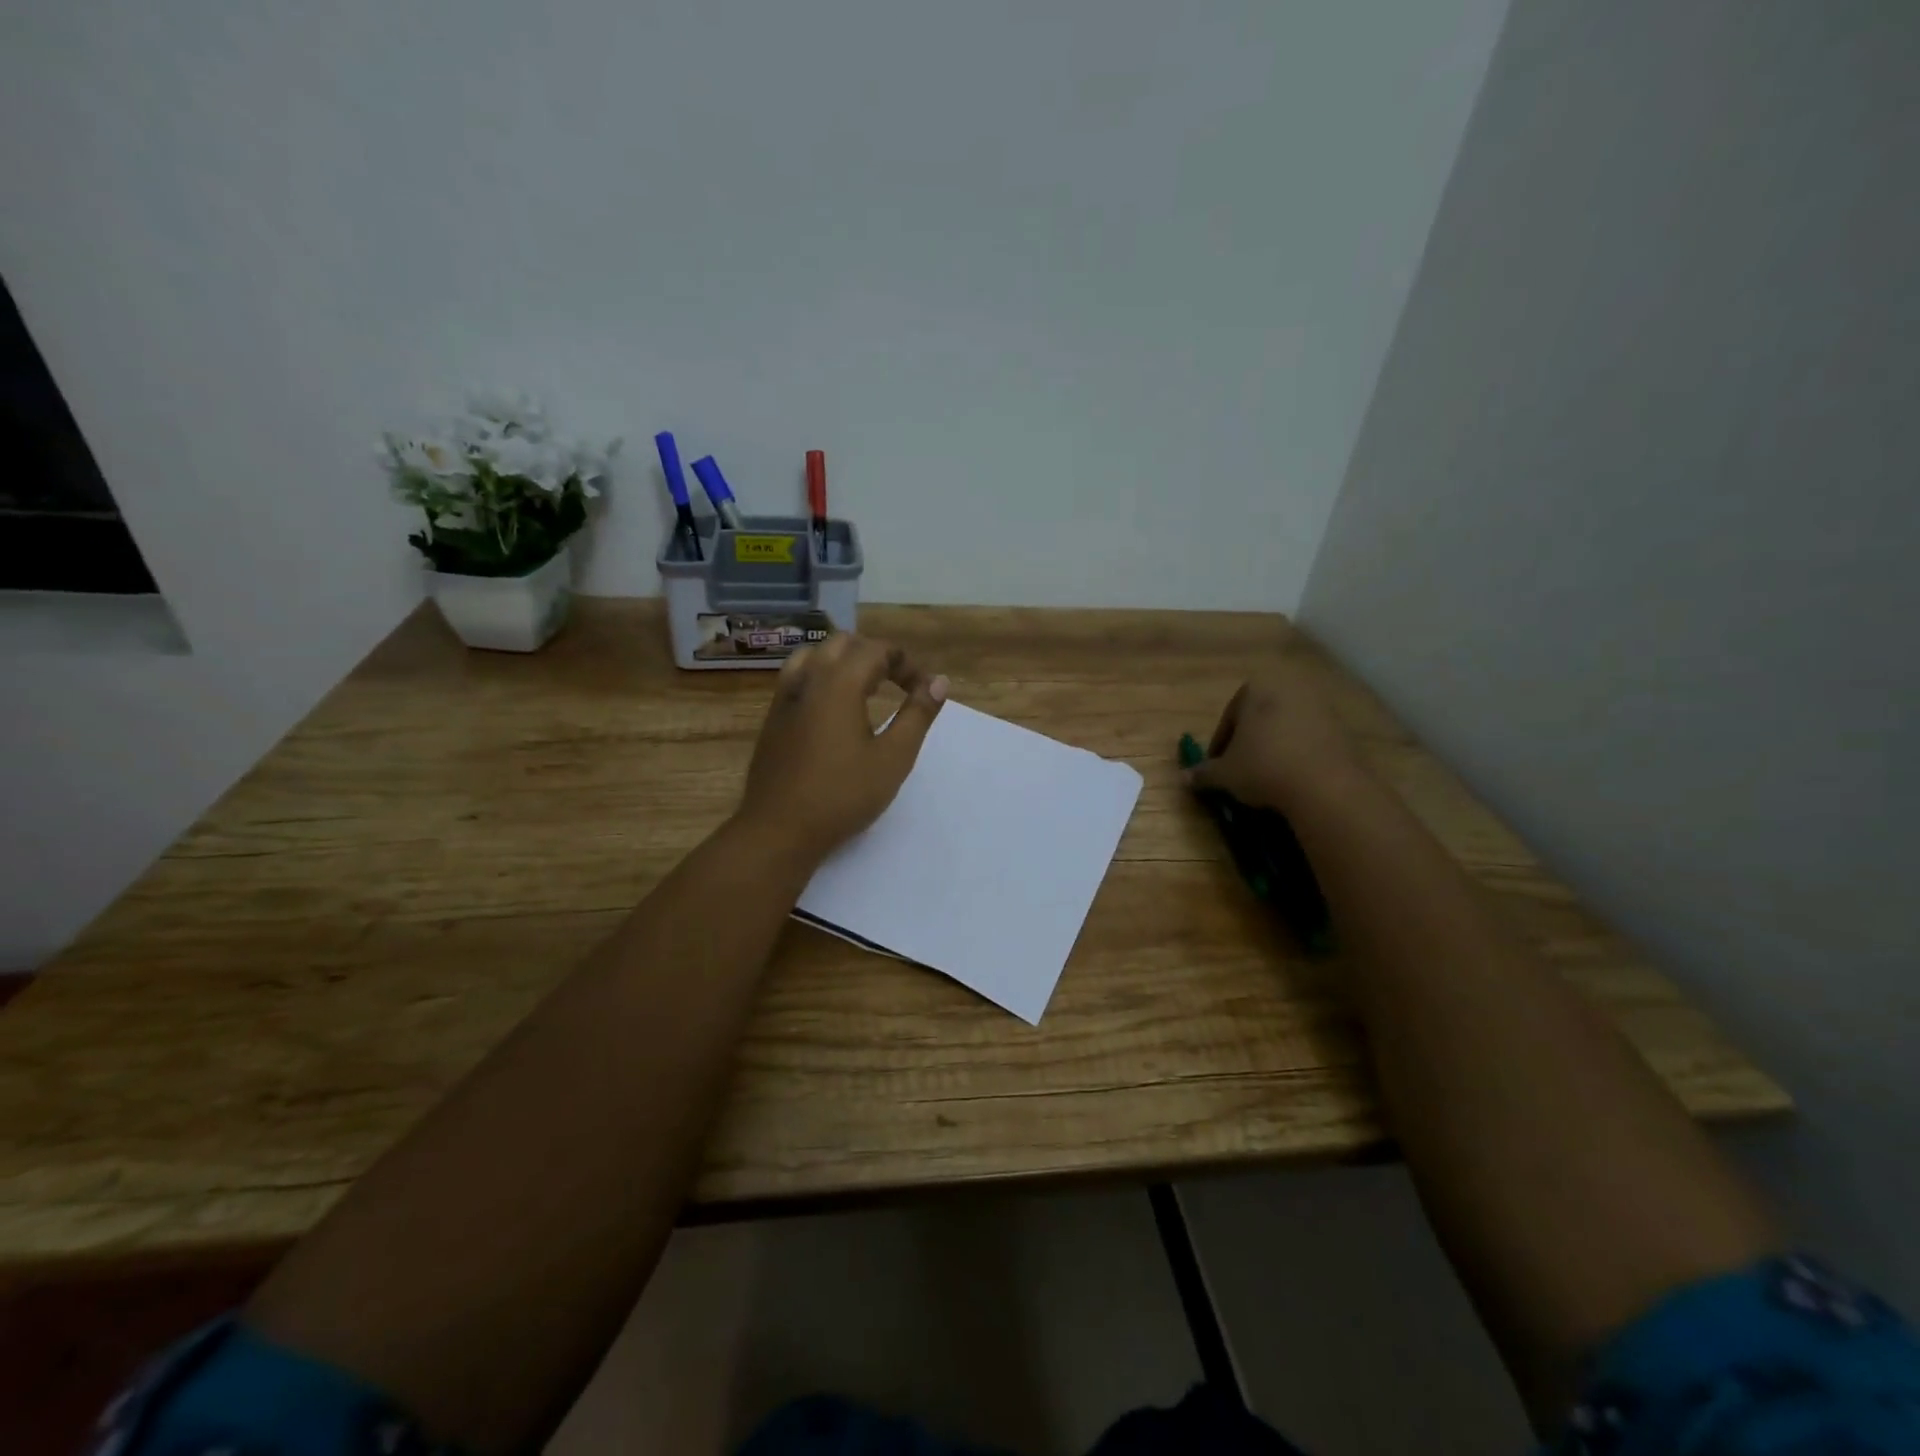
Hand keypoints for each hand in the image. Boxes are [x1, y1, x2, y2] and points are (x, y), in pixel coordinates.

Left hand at [735, 633, 949, 862]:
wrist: (778, 830)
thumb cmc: (842, 794)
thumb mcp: (893, 757)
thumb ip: (918, 715)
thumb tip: (939, 683)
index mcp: (838, 683)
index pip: (877, 651)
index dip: (906, 664)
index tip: (924, 691)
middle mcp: (807, 679)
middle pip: (843, 644)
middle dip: (875, 655)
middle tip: (897, 684)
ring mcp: (784, 698)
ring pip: (814, 655)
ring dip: (844, 662)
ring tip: (864, 688)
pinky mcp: (772, 719)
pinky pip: (797, 678)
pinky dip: (821, 677)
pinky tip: (832, 710)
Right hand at [1187, 657, 1361, 811]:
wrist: (1325, 785)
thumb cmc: (1263, 768)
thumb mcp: (1224, 774)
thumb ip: (1203, 773)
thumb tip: (1184, 778)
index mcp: (1256, 689)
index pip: (1229, 716)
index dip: (1220, 745)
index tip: (1218, 767)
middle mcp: (1288, 689)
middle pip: (1259, 718)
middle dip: (1249, 742)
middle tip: (1240, 770)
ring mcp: (1319, 706)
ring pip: (1285, 728)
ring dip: (1274, 748)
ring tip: (1267, 778)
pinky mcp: (1342, 727)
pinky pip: (1309, 740)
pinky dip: (1298, 755)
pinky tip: (1292, 779)